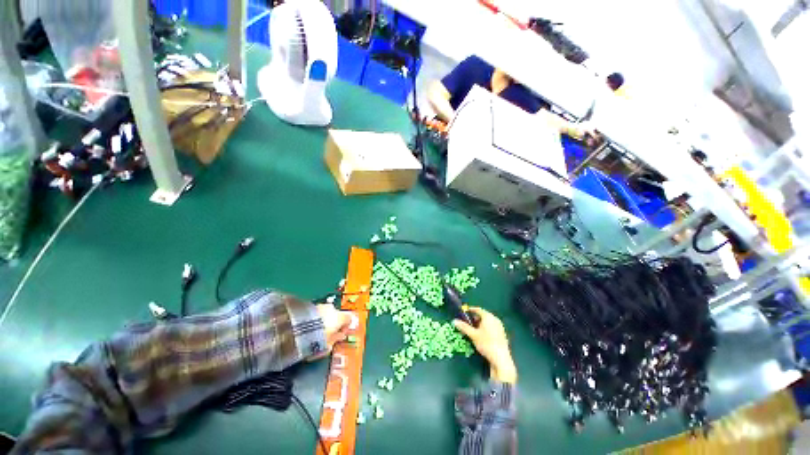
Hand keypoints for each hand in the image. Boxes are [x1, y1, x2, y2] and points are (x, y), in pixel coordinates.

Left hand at [309, 304, 351, 360]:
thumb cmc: (317, 339)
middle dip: (332, 323)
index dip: (345, 327)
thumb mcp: (328, 345)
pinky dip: (314, 318)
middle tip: (326, 334)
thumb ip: (335, 340)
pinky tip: (307, 327)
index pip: (348, 319)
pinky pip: (315, 312)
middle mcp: (332, 309)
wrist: (297, 330)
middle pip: (336, 315)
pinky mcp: (309, 305)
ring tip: (314, 332)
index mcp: (340, 317)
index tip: (339, 335)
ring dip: (322, 320)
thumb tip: (340, 337)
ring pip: (325, 313)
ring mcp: (320, 305)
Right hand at [453, 307, 516, 382]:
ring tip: (474, 330)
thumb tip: (454, 321)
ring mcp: (500, 327)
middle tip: (468, 323)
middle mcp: (495, 319)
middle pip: (483, 315)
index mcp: (488, 317)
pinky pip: (492, 327)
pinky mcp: (502, 334)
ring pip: (488, 322)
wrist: (501, 359)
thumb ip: (464, 327)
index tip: (464, 312)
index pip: (478, 309)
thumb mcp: (473, 335)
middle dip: (475, 318)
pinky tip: (482, 336)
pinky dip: (486, 329)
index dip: (470, 310)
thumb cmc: (486, 344)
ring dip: (480, 324)